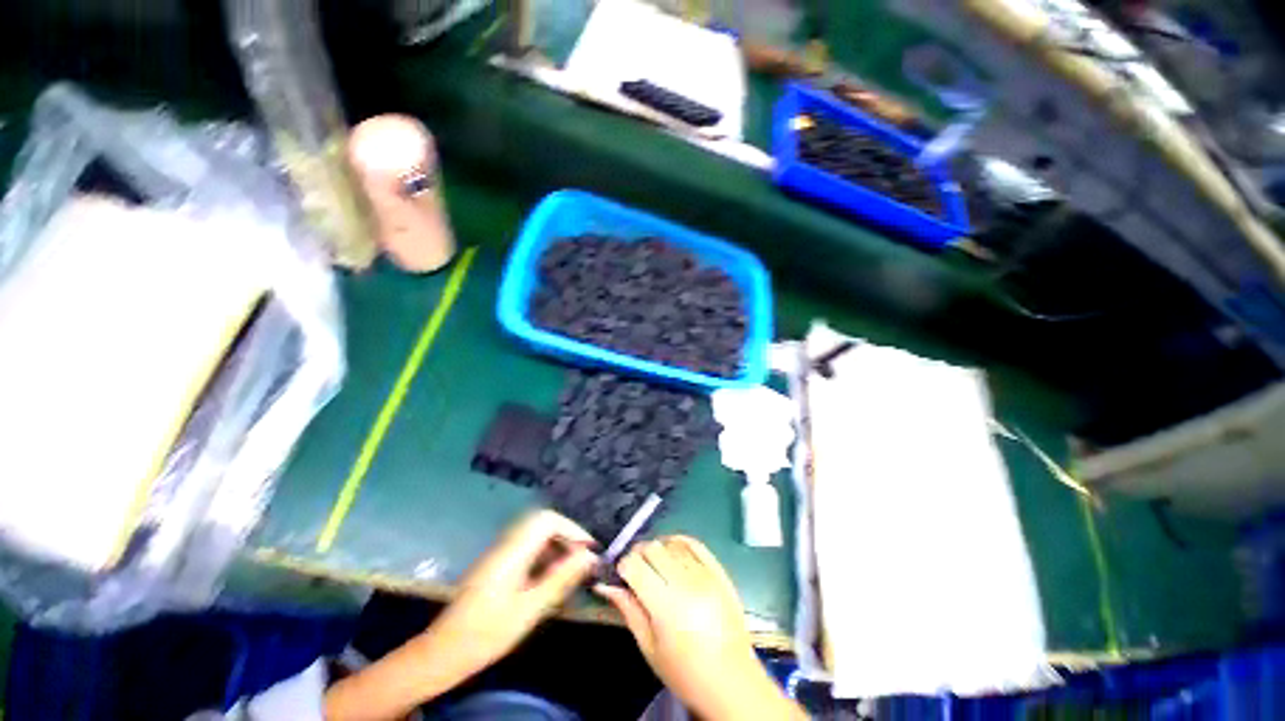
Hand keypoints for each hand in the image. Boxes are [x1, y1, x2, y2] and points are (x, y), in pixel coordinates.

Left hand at [325, 511, 597, 720]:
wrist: (443, 652)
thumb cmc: (488, 632)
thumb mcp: (530, 608)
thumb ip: (561, 578)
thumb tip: (589, 556)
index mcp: (513, 550)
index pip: (548, 519)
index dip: (572, 529)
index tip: (588, 549)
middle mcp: (506, 544)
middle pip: (542, 524)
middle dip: (566, 537)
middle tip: (581, 560)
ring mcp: (499, 553)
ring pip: (534, 536)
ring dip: (555, 547)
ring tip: (569, 571)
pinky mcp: (497, 565)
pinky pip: (526, 549)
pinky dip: (543, 557)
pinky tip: (549, 578)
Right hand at [596, 536, 805, 720]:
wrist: (732, 681)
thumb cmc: (685, 672)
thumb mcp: (649, 647)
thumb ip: (628, 609)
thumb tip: (606, 584)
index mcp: (665, 605)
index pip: (634, 564)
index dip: (622, 565)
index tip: (620, 575)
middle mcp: (685, 582)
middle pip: (652, 548)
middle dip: (638, 554)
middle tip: (636, 570)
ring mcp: (705, 574)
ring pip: (671, 543)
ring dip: (657, 549)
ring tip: (655, 566)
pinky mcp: (719, 571)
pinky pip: (694, 543)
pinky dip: (679, 542)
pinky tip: (672, 551)